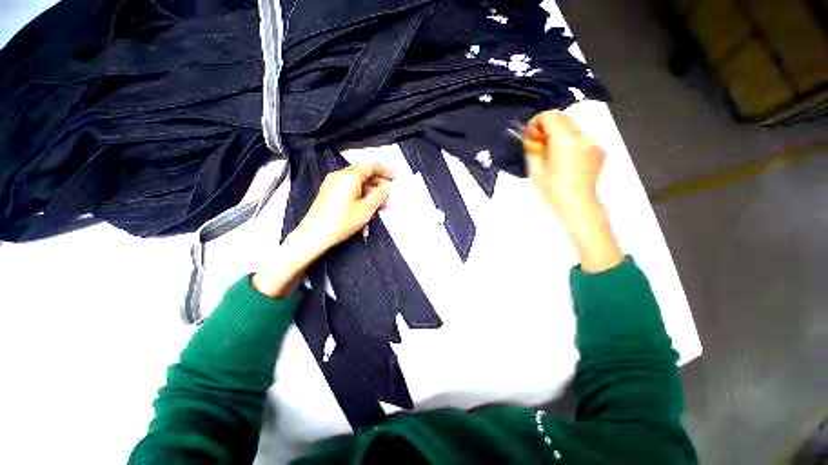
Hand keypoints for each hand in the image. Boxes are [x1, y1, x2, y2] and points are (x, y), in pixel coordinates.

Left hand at [252, 163, 393, 296]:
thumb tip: (387, 186)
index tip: (395, 175)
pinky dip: (361, 194)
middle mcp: (340, 175)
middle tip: (390, 193)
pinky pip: (349, 188)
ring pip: (357, 182)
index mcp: (349, 176)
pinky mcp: (329, 192)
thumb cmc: (342, 221)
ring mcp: (333, 184)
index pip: (371, 166)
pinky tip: (368, 205)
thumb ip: (379, 195)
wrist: (314, 235)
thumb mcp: (366, 209)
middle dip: (379, 182)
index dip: (385, 170)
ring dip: (371, 190)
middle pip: (364, 173)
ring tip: (381, 203)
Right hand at [524, 110, 622, 272]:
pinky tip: (566, 158)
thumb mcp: (535, 170)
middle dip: (548, 126)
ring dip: (559, 133)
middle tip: (537, 142)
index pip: (550, 116)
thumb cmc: (553, 190)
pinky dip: (571, 142)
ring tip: (551, 151)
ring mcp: (593, 142)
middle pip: (563, 118)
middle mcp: (582, 135)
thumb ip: (532, 149)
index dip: (537, 121)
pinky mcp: (599, 151)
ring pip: (573, 127)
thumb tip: (531, 138)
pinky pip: (582, 139)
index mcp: (564, 139)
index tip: (529, 133)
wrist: (579, 205)